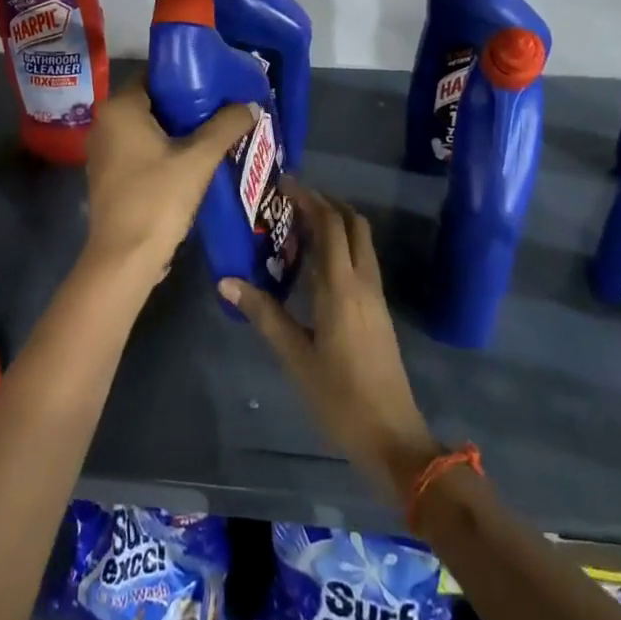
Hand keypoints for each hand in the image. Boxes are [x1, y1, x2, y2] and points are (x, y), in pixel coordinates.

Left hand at [80, 80, 257, 298]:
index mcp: (120, 108)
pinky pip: (140, 149)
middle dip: (186, 103)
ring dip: (177, 128)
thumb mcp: (199, 159)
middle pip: (152, 100)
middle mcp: (105, 123)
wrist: (124, 258)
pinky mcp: (108, 175)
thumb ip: (226, 126)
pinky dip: (163, 148)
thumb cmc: (158, 199)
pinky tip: (193, 158)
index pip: (154, 74)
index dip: (187, 74)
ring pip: (146, 127)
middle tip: (222, 105)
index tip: (217, 80)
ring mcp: (103, 151)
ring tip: (214, 129)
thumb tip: (251, 103)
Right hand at [221, 184, 439, 503]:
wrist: (393, 437)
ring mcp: (375, 296)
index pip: (329, 224)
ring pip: (361, 241)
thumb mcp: (295, 357)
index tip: (284, 183)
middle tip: (291, 200)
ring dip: (336, 223)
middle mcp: (363, 282)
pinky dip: (341, 246)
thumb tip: (227, 280)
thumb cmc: (339, 397)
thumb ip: (263, 314)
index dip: (309, 198)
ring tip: (299, 225)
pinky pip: (361, 261)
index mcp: (341, 287)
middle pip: (352, 223)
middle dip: (325, 202)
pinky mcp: (378, 311)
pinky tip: (316, 264)